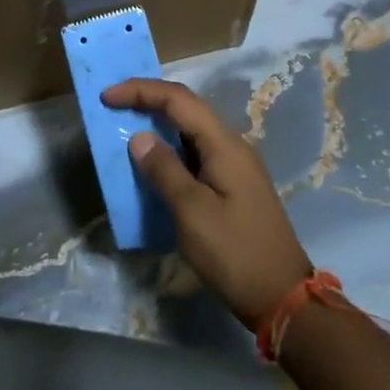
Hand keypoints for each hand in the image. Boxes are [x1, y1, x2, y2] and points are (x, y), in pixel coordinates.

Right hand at [103, 79, 311, 329]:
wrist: (282, 298)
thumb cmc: (234, 253)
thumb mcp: (192, 212)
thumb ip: (164, 170)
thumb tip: (140, 137)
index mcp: (224, 145)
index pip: (178, 99)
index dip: (141, 90)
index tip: (107, 96)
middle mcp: (232, 146)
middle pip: (187, 108)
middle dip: (149, 100)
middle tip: (114, 105)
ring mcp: (235, 166)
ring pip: (192, 130)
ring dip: (159, 124)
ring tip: (127, 128)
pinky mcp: (233, 186)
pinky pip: (197, 153)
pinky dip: (171, 149)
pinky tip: (155, 164)